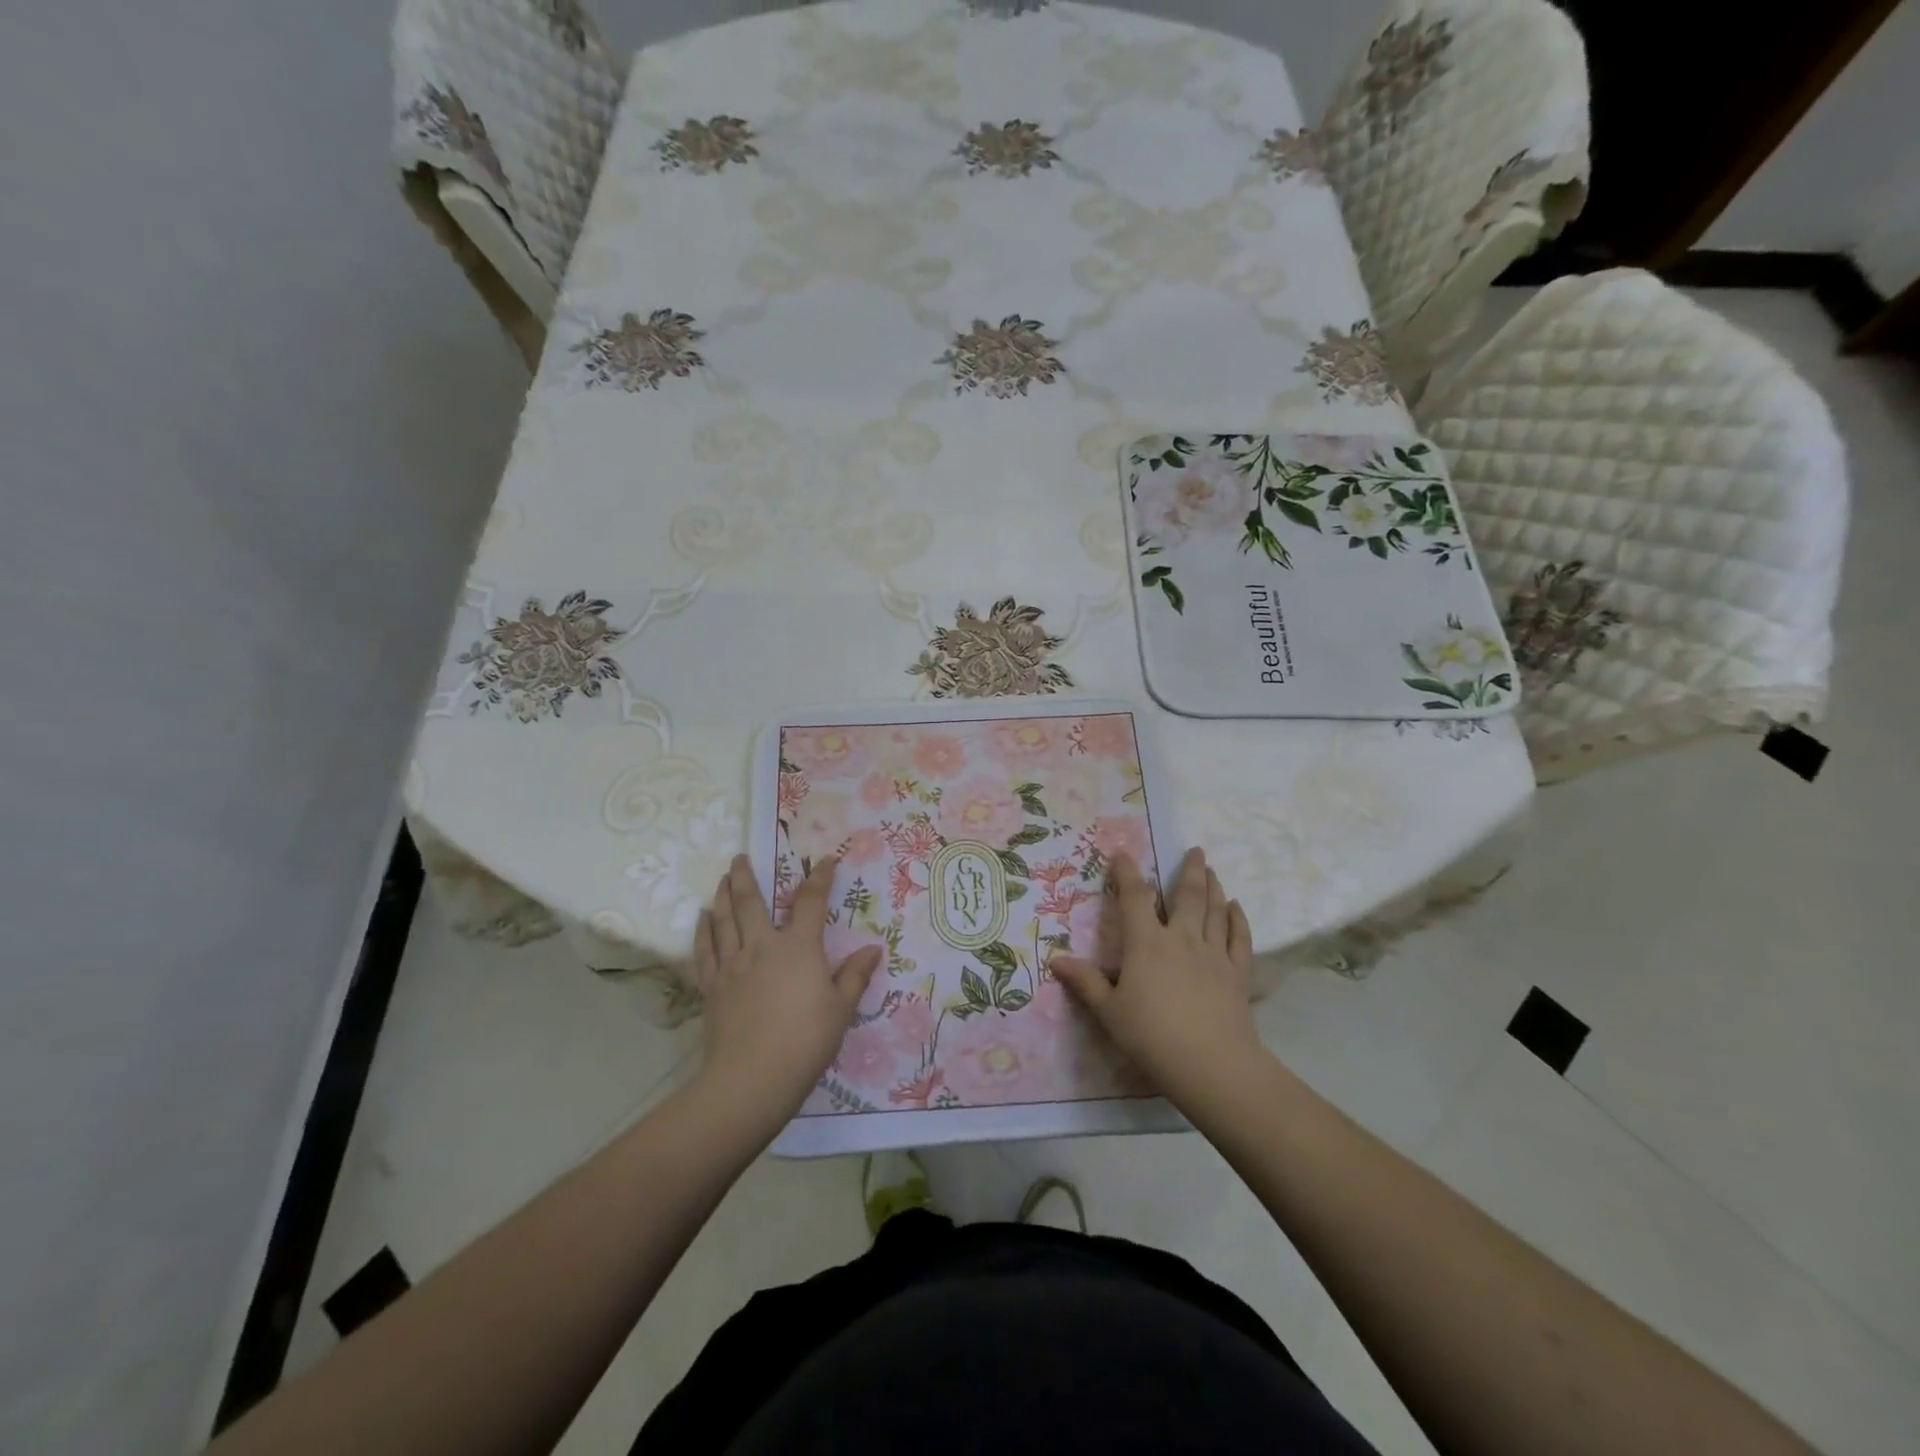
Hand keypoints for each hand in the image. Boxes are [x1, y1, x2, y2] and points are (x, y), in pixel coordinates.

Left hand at [693, 854, 882, 1124]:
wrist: (752, 1078)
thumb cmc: (806, 1041)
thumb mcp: (841, 1009)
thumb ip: (855, 976)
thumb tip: (872, 949)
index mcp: (799, 947)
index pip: (811, 902)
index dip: (820, 878)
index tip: (825, 861)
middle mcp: (762, 945)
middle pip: (750, 901)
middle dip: (745, 876)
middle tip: (740, 857)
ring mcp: (733, 964)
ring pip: (724, 920)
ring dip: (722, 895)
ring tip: (722, 878)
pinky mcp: (712, 986)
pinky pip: (705, 949)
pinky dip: (703, 930)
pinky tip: (702, 918)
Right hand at [1050, 847, 1263, 1110]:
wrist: (1211, 1064)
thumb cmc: (1152, 1036)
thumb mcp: (1109, 1011)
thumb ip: (1086, 982)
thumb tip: (1056, 960)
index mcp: (1146, 943)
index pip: (1134, 898)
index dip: (1127, 874)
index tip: (1122, 855)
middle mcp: (1181, 938)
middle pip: (1187, 896)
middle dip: (1189, 870)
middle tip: (1195, 850)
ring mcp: (1213, 954)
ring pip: (1214, 911)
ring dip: (1214, 887)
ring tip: (1212, 870)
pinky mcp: (1237, 973)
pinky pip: (1239, 938)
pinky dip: (1238, 920)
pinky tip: (1236, 908)